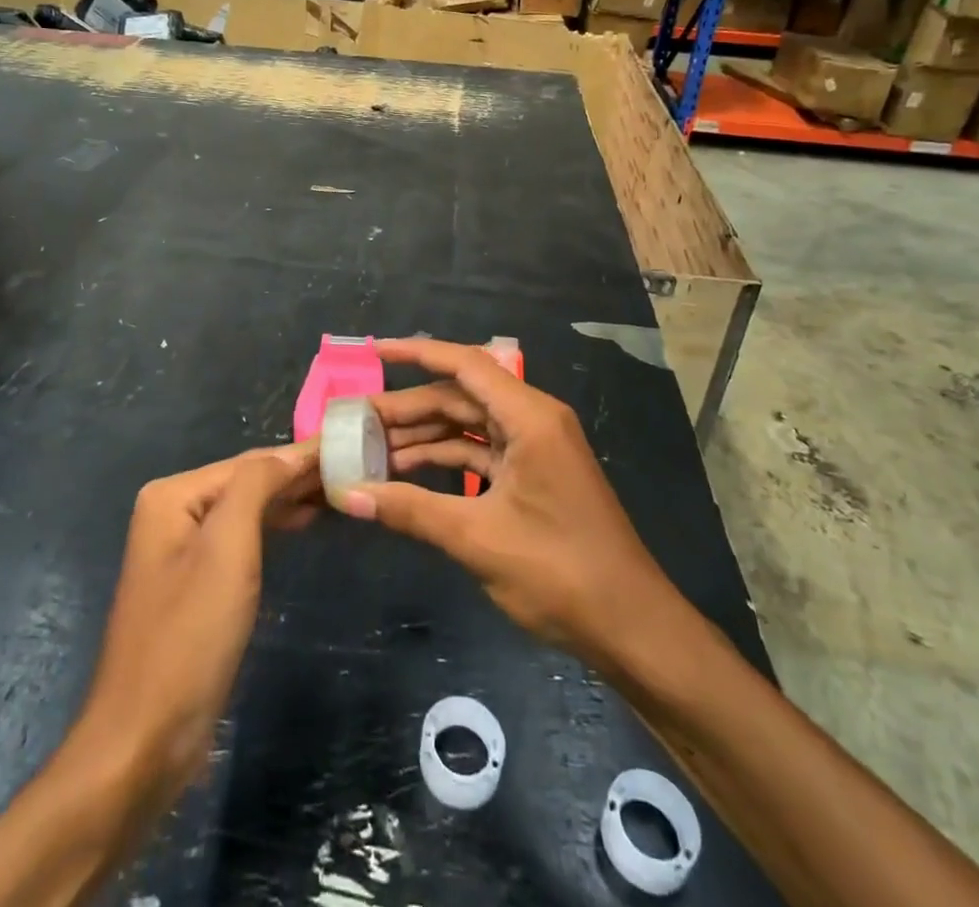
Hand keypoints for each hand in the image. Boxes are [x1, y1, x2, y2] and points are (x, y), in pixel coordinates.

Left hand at [77, 443, 319, 808]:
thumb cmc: (190, 635)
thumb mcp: (227, 547)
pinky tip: (302, 522)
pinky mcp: (195, 586)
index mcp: (173, 496)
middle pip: (246, 482)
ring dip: (289, 498)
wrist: (145, 739)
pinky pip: (241, 540)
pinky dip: (273, 526)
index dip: (299, 454)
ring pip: (246, 510)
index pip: (249, 462)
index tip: (349, 445)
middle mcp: (172, 513)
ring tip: (337, 489)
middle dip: (296, 474)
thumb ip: (256, 485)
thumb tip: (291, 453)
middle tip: (353, 466)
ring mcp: (181, 551)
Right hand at [340, 338, 691, 669]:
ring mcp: (535, 449)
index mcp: (529, 417)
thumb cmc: (559, 572)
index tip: (373, 351)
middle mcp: (533, 421)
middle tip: (358, 420)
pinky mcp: (534, 477)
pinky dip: (446, 461)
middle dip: (409, 407)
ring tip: (371, 448)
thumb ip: (410, 510)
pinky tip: (407, 474)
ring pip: (468, 427)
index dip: (417, 354)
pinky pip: (481, 454)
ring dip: (424, 437)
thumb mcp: (477, 538)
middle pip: (461, 397)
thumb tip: (347, 495)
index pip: (465, 366)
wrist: (631, 627)